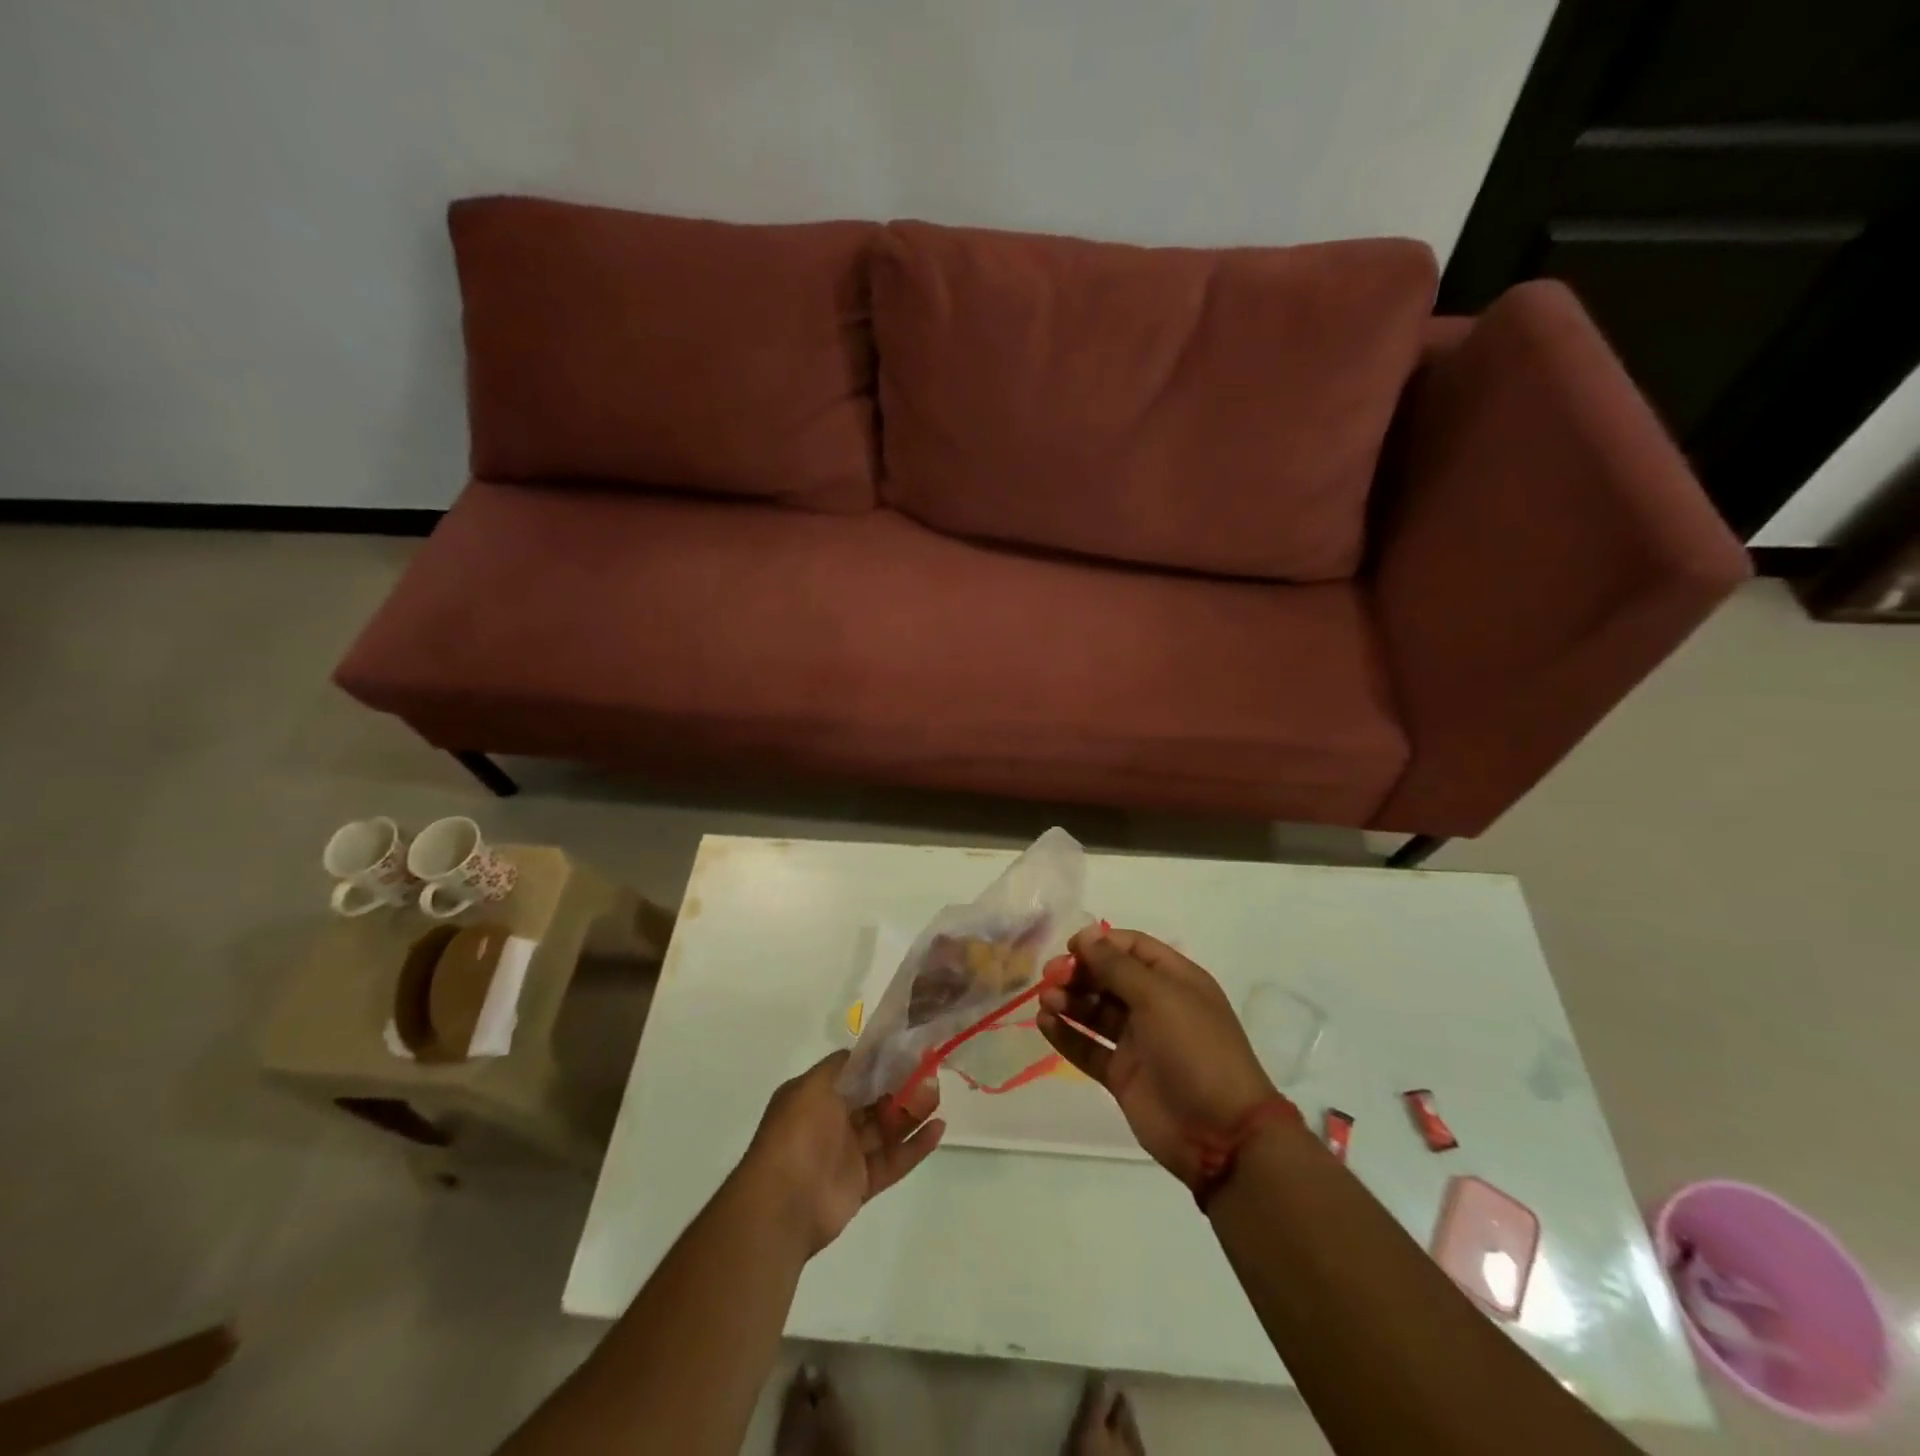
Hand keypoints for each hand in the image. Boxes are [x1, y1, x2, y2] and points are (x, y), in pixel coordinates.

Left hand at [742, 1051, 944, 1254]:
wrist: (783, 1203)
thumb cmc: (797, 1134)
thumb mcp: (813, 1085)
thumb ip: (842, 1065)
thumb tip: (866, 1051)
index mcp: (817, 1097)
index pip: (855, 1075)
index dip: (880, 1064)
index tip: (909, 1051)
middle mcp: (832, 1122)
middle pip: (873, 1101)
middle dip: (900, 1087)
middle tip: (930, 1074)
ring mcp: (847, 1154)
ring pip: (886, 1130)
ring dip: (912, 1114)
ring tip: (938, 1098)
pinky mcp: (862, 1183)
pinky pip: (893, 1161)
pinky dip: (915, 1147)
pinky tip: (938, 1129)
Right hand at [1037, 928, 1278, 1183]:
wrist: (1221, 1134)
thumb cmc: (1195, 1049)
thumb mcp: (1158, 997)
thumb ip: (1117, 966)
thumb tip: (1087, 935)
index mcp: (1174, 980)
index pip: (1132, 948)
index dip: (1100, 943)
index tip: (1070, 949)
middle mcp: (1155, 1006)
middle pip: (1109, 978)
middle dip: (1079, 973)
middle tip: (1051, 978)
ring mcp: (1138, 1042)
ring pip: (1095, 1011)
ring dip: (1069, 1001)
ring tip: (1046, 1001)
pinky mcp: (1122, 1075)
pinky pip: (1088, 1047)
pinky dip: (1066, 1034)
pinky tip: (1045, 1023)